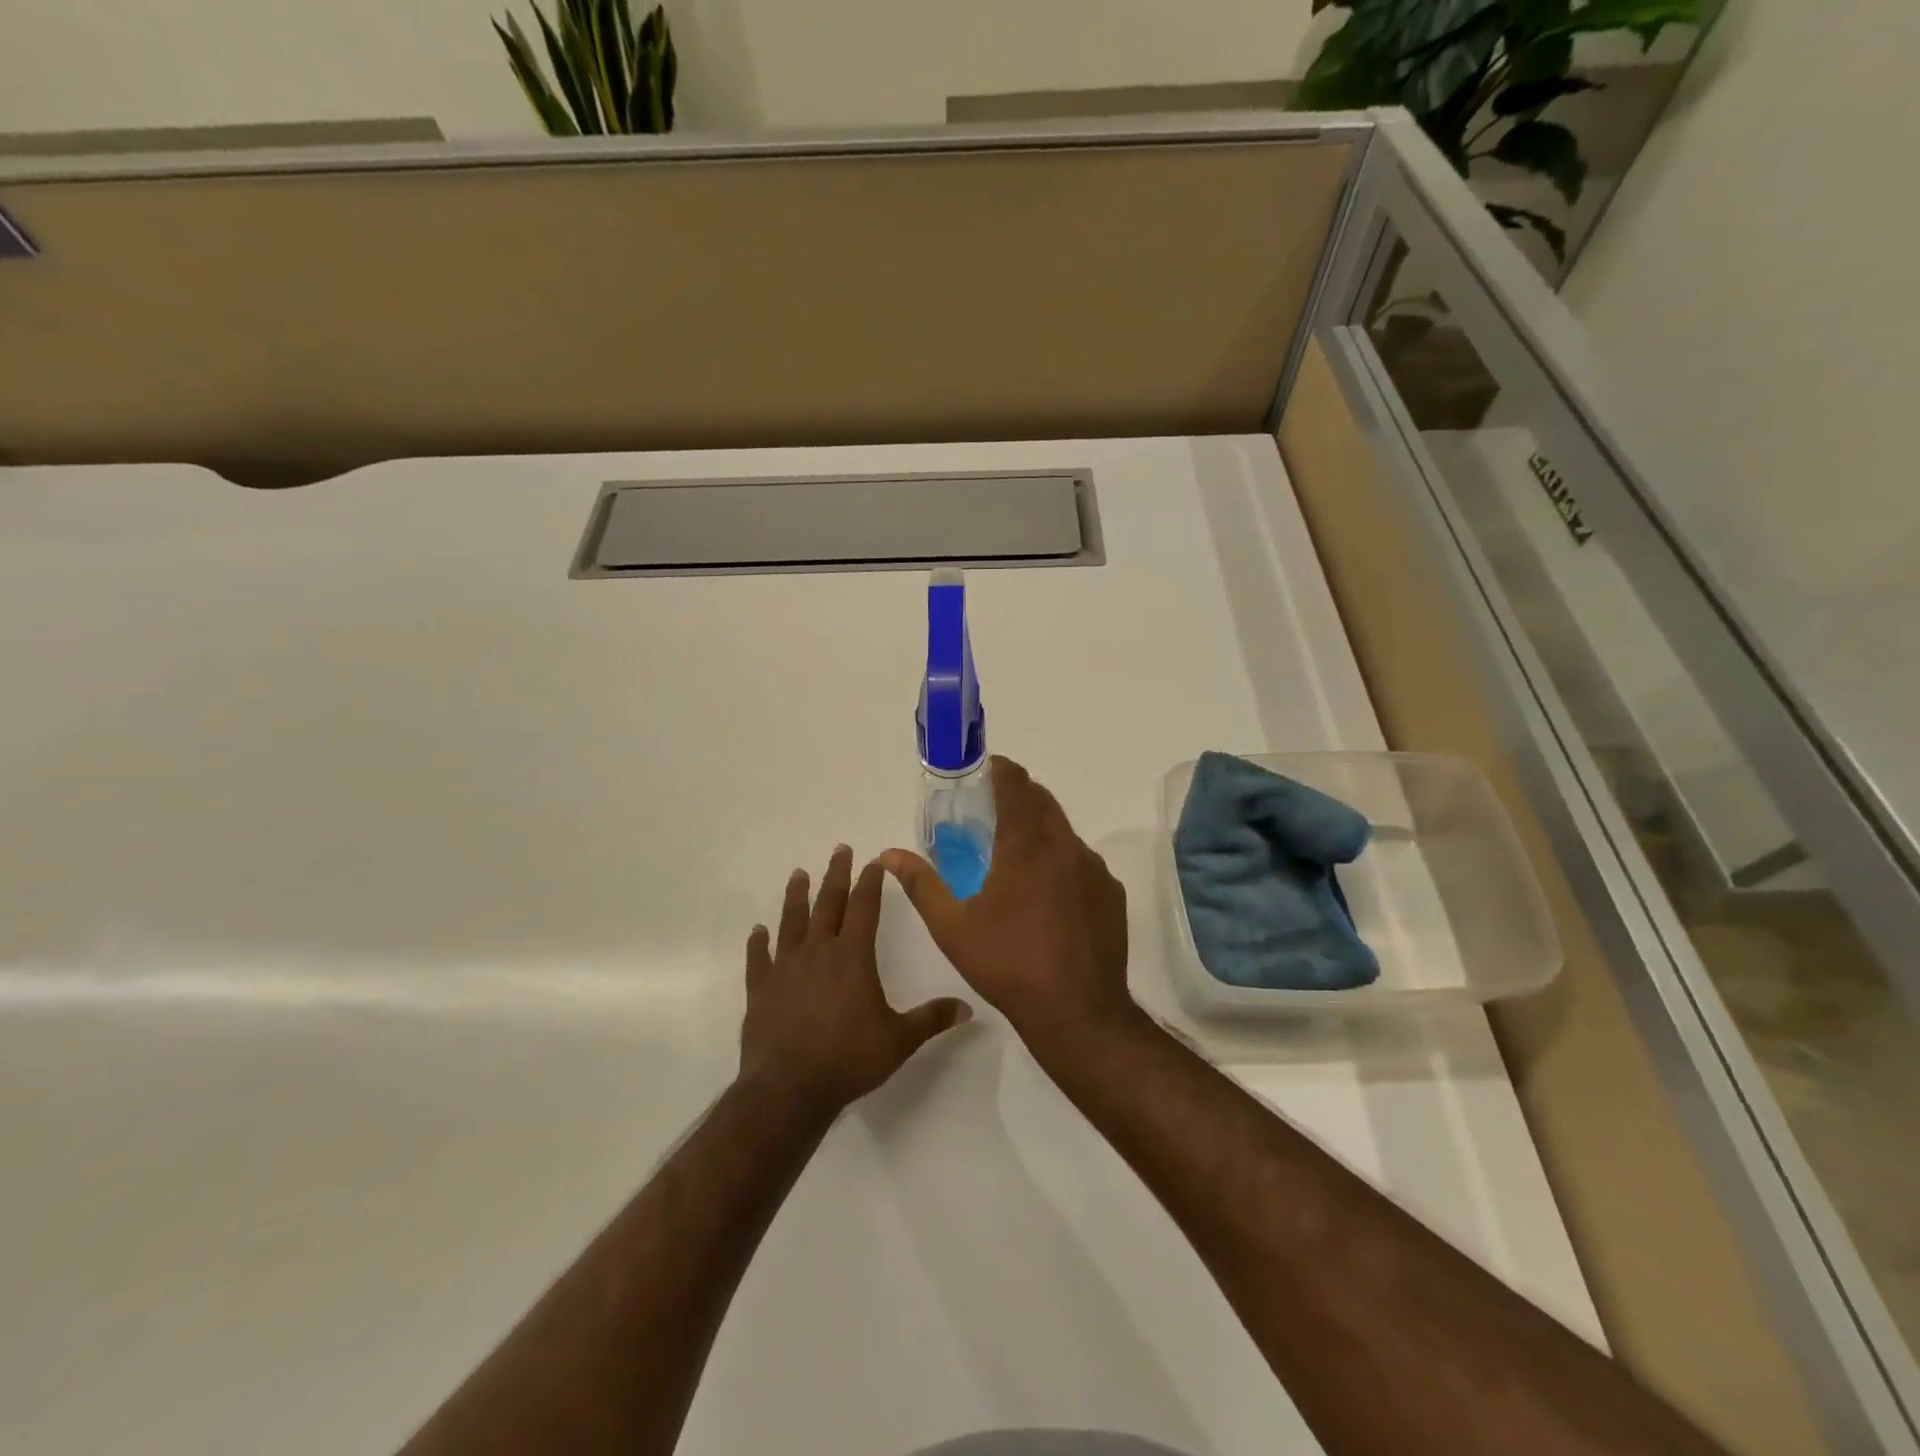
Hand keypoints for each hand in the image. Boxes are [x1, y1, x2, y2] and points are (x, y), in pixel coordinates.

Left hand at [738, 845, 973, 1117]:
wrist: (788, 1089)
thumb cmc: (848, 1060)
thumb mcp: (899, 1040)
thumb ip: (932, 1019)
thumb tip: (969, 1008)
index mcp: (852, 956)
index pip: (864, 907)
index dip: (870, 882)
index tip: (874, 861)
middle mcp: (818, 952)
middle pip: (828, 903)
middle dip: (836, 875)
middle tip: (839, 849)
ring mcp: (785, 968)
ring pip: (791, 922)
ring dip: (796, 896)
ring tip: (798, 874)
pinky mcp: (760, 990)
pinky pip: (758, 959)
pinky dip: (758, 943)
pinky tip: (757, 931)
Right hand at [882, 757, 1131, 1044]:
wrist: (1077, 1011)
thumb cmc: (1008, 963)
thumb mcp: (952, 926)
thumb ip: (921, 883)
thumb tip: (889, 854)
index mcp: (1027, 843)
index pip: (1016, 783)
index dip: (999, 769)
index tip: (981, 772)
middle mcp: (1065, 845)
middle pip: (1042, 801)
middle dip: (1017, 796)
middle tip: (990, 813)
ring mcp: (1094, 868)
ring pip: (1063, 832)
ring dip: (1039, 831)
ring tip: (1014, 858)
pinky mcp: (1111, 893)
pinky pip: (1081, 863)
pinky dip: (1060, 863)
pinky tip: (1046, 897)